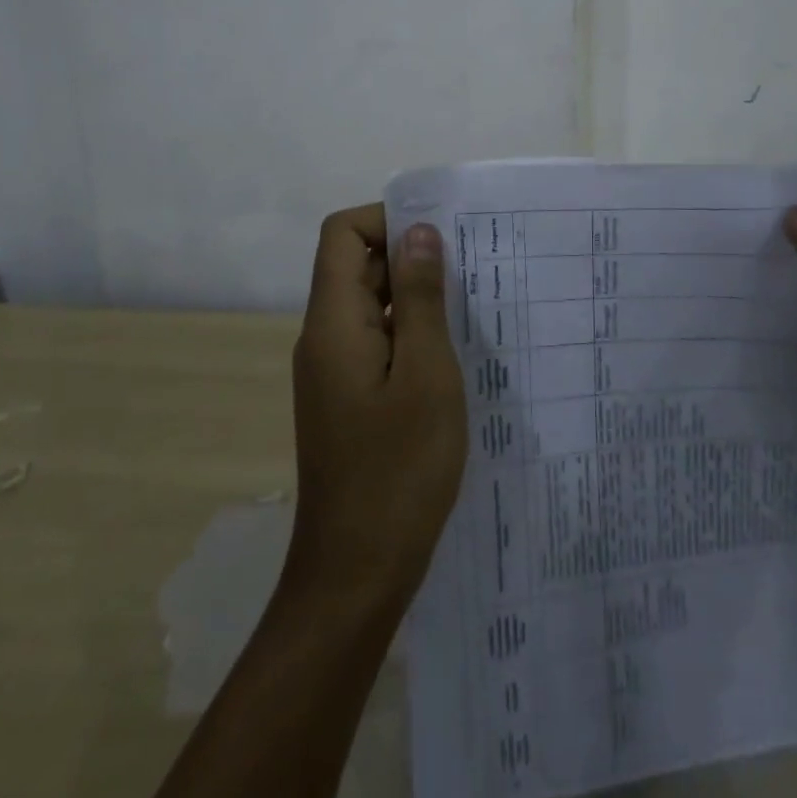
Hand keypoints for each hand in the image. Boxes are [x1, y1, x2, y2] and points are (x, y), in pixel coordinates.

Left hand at [285, 204, 467, 611]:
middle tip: (473, 269)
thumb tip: (419, 232)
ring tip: (472, 306)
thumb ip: (419, 298)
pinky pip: (376, 342)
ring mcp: (333, 371)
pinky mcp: (347, 399)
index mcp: (333, 323)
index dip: (387, 221)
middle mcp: (323, 338)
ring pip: (369, 306)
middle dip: (410, 256)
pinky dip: (409, 333)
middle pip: (356, 266)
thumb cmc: (398, 472)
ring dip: (414, 297)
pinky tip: (452, 354)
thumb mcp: (425, 375)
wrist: (355, 576)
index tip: (441, 237)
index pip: (342, 235)